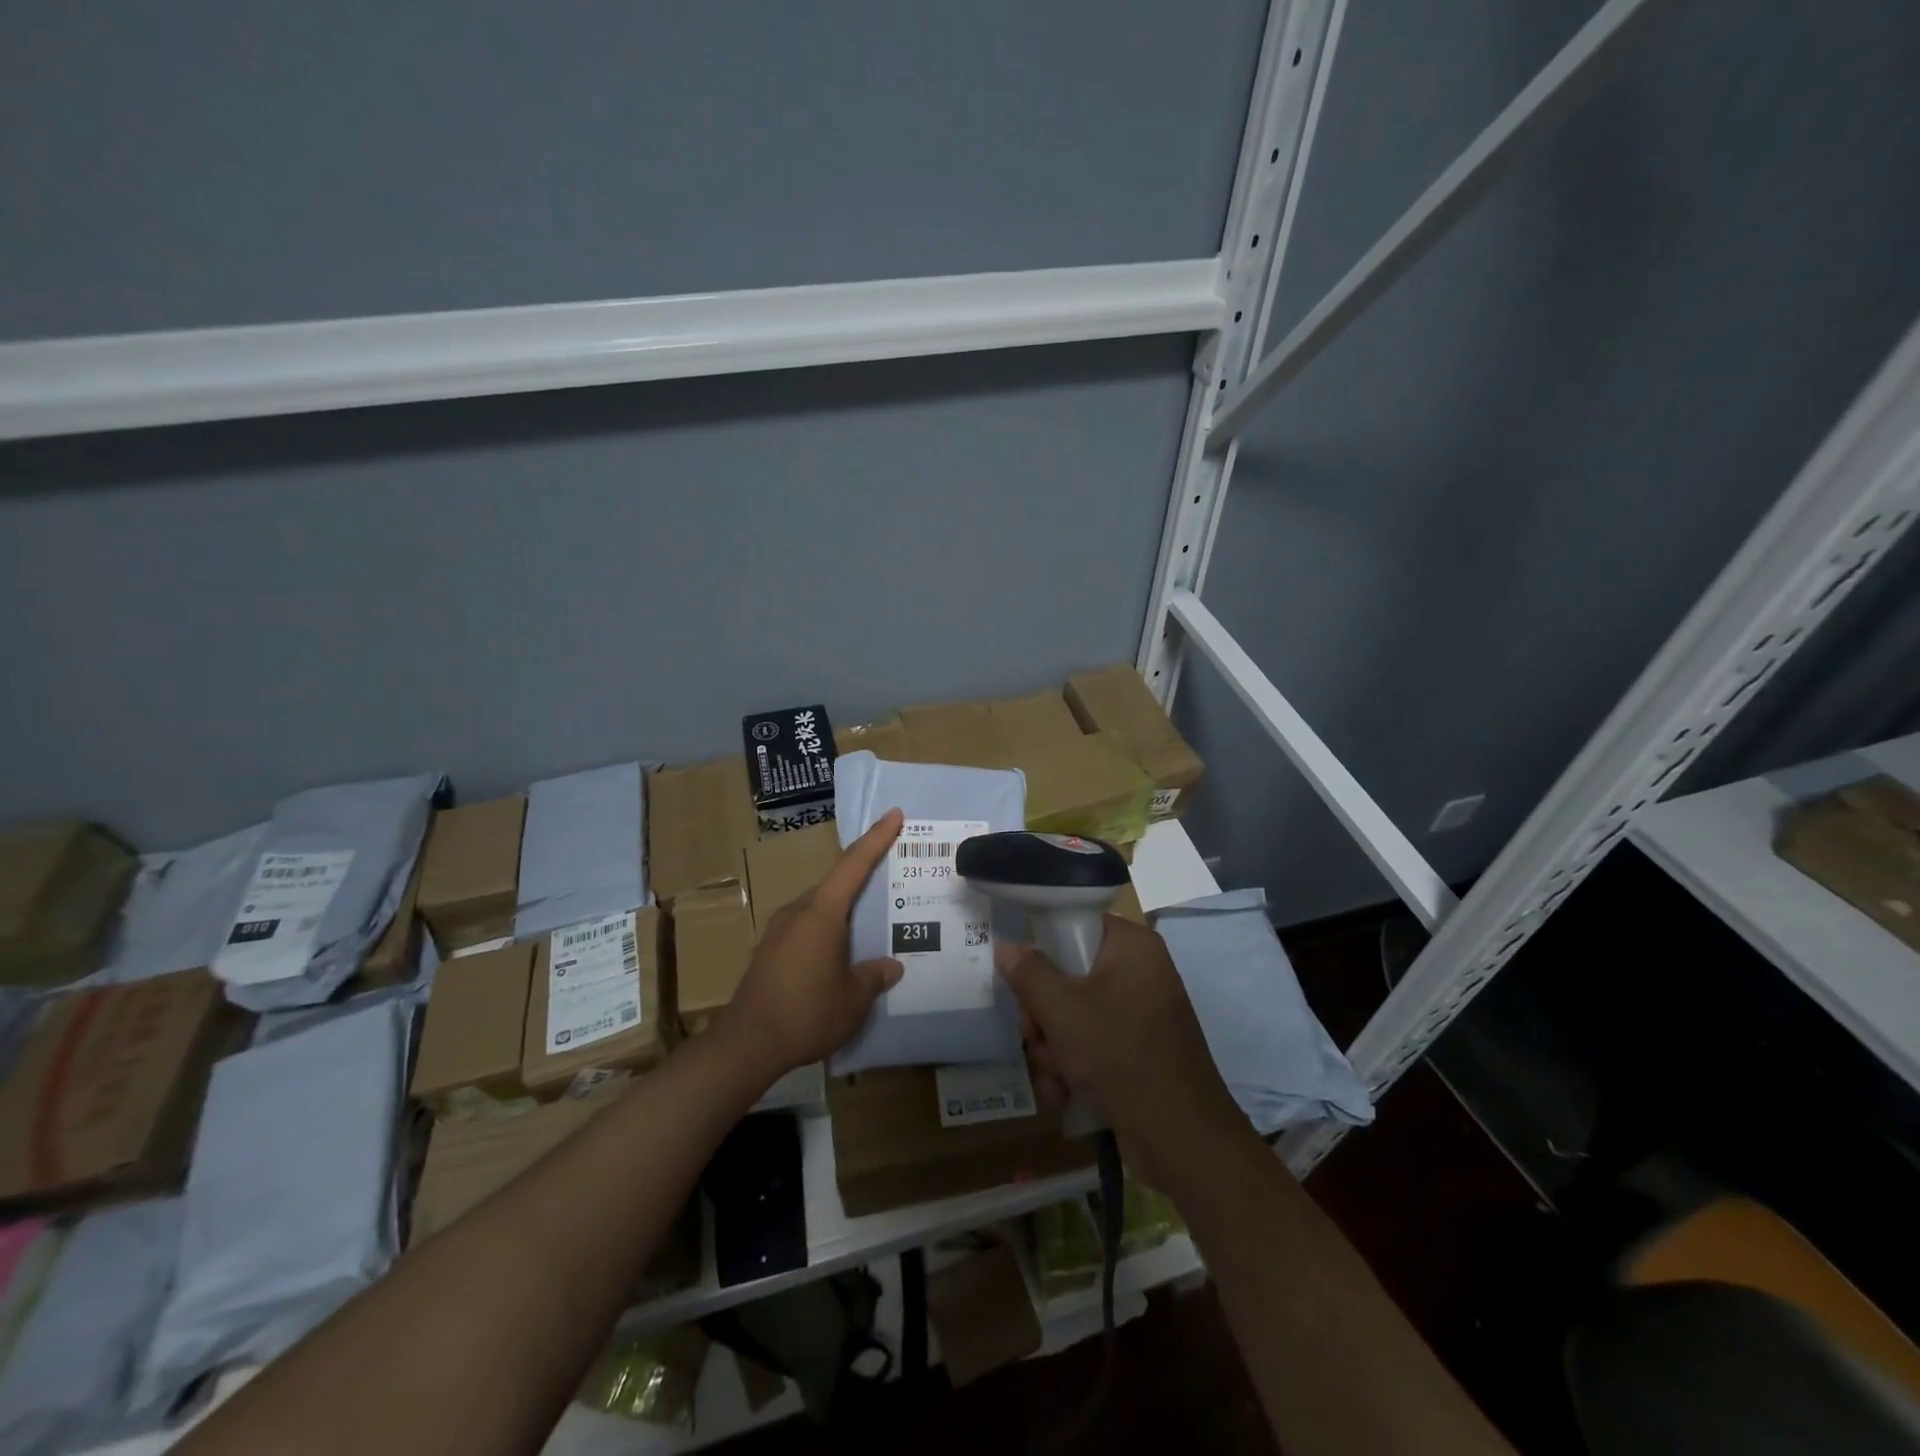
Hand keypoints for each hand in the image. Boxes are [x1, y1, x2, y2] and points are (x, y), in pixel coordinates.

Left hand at [716, 809, 904, 1083]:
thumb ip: (874, 976)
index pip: (854, 864)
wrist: (746, 1045)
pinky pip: (805, 927)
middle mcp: (798, 911)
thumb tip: (891, 966)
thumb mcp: (853, 998)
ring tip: (867, 922)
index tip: (893, 814)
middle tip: (891, 877)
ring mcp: (778, 930)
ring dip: (843, 909)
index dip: (876, 838)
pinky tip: (836, 953)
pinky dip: (826, 930)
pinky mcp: (768, 951)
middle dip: (862, 876)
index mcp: (822, 913)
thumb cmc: (806, 1013)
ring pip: (819, 907)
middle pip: (835, 883)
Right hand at [997, 916, 1246, 1192]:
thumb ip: (1029, 973)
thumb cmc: (1120, 1055)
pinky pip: (1091, 1045)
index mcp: (1132, 947)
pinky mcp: (1136, 1052)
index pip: (1076, 925)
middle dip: (1043, 1016)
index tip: (1023, 978)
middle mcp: (1139, 974)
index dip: (1043, 949)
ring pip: (1073, 1016)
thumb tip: (1005, 945)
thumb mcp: (1063, 1010)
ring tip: (1054, 1076)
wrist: (1181, 1140)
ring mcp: (1139, 1015)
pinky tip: (1063, 1095)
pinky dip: (1072, 1069)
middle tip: (1035, 1037)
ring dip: (1052, 1049)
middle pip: (1068, 976)